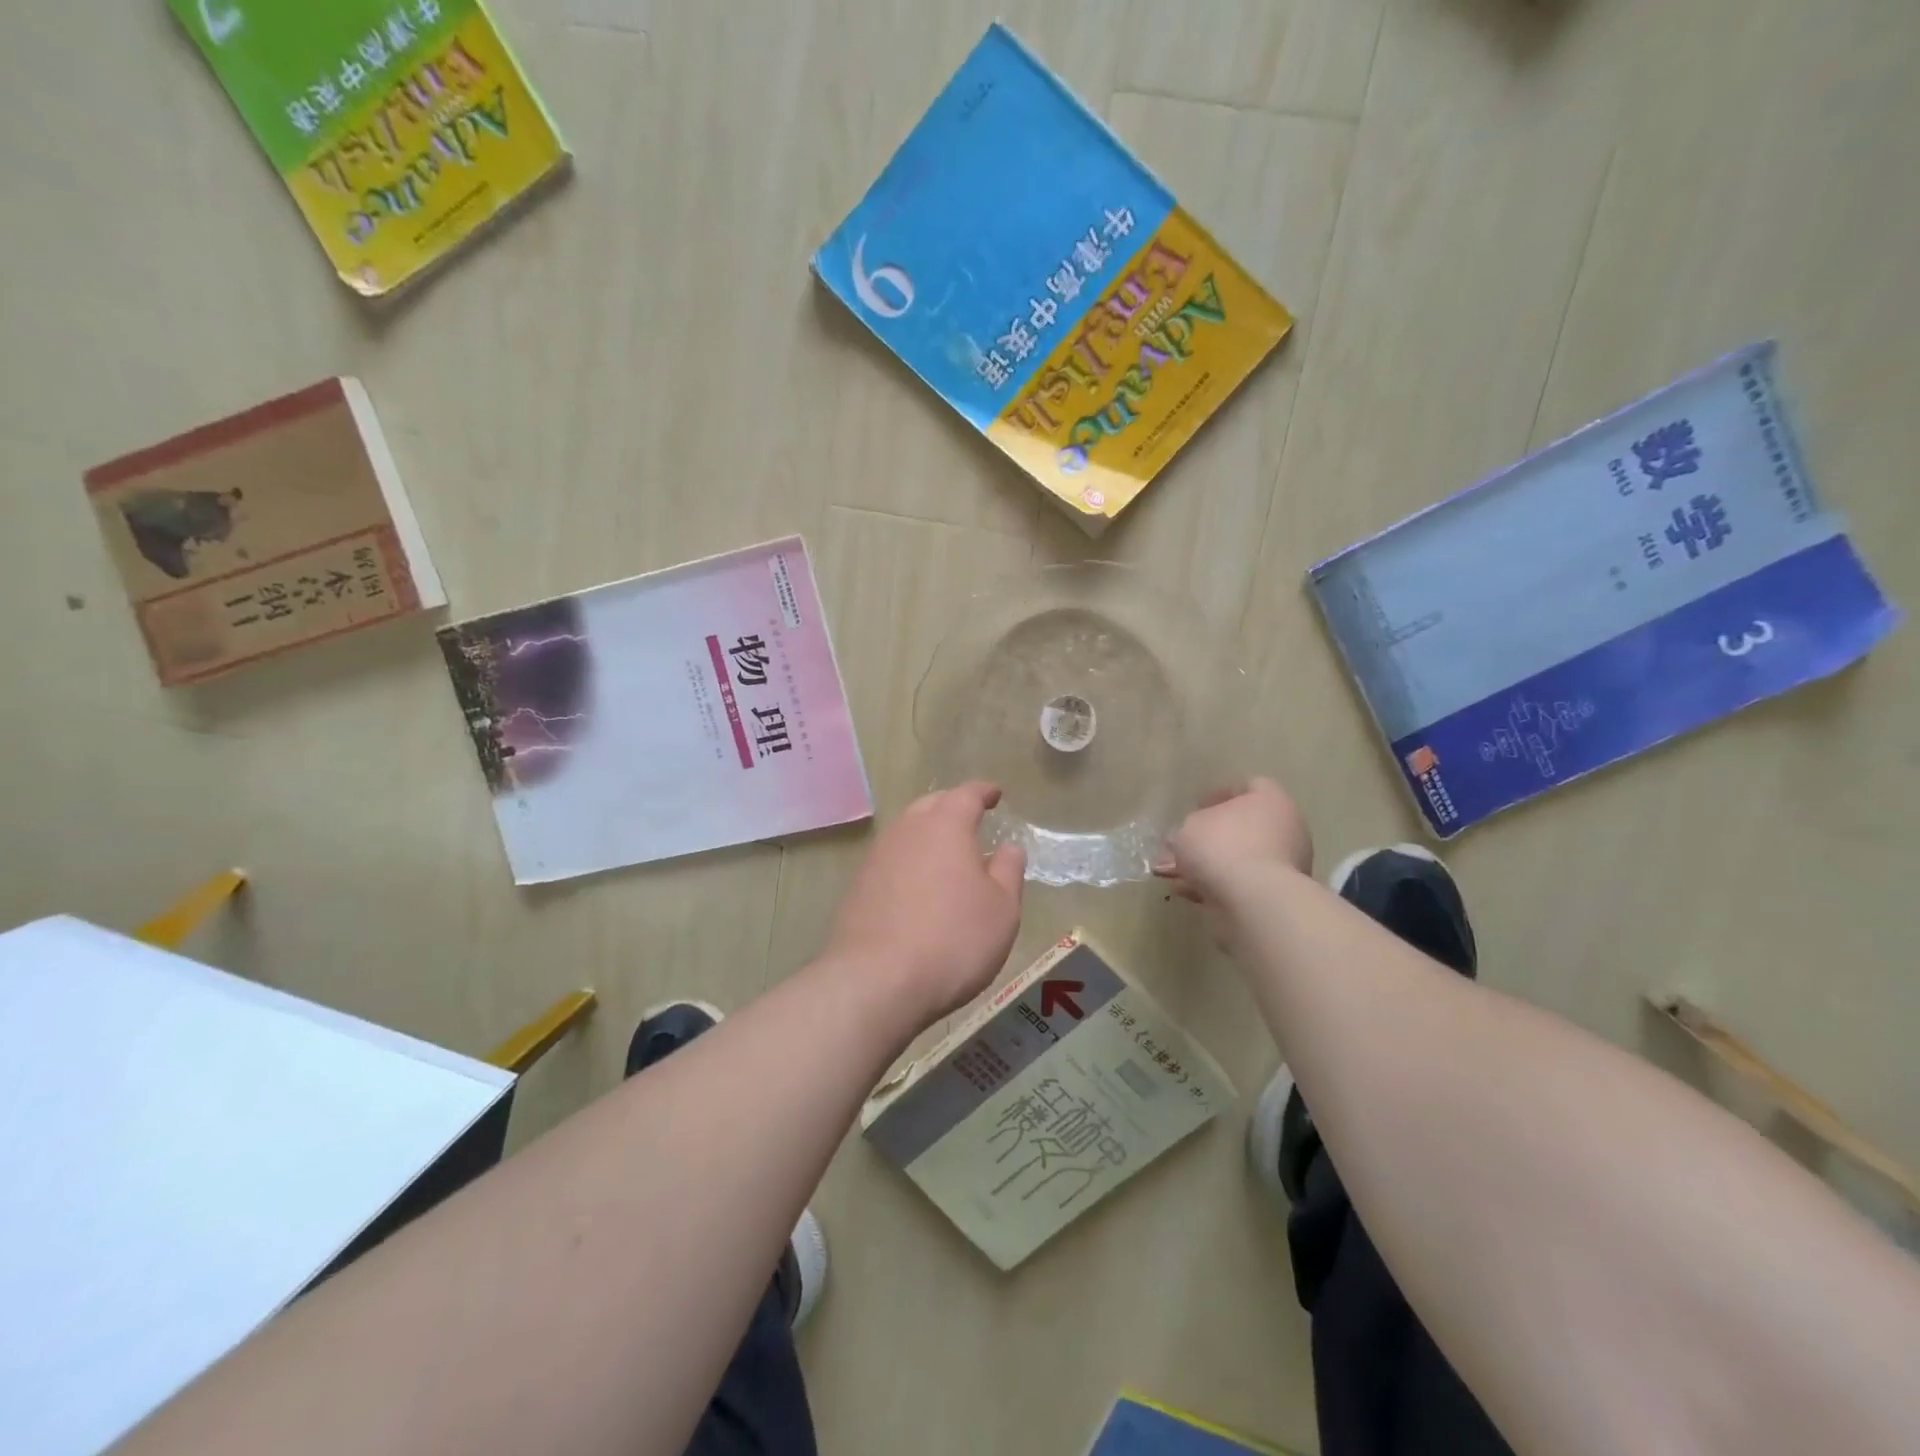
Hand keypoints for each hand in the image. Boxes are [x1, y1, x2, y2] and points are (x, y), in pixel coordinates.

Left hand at [825, 782, 1025, 1028]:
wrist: (877, 980)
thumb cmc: (953, 939)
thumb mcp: (1001, 909)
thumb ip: (1008, 871)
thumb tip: (1008, 847)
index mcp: (945, 825)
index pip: (967, 794)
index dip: (983, 792)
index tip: (995, 794)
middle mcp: (907, 830)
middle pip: (931, 805)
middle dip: (952, 806)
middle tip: (971, 818)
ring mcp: (877, 857)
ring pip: (907, 830)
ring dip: (927, 833)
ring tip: (946, 851)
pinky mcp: (859, 885)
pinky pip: (891, 858)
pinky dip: (909, 860)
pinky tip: (918, 884)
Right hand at [1153, 778, 1311, 918]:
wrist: (1253, 900)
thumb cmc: (1222, 847)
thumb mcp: (1188, 827)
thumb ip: (1187, 828)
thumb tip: (1187, 838)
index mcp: (1270, 800)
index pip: (1247, 786)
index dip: (1219, 795)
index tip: (1196, 808)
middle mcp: (1286, 828)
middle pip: (1243, 826)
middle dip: (1209, 837)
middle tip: (1181, 846)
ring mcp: (1286, 864)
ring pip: (1240, 859)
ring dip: (1209, 866)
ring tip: (1175, 875)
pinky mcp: (1278, 895)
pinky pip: (1242, 884)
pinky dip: (1217, 886)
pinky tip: (1189, 893)